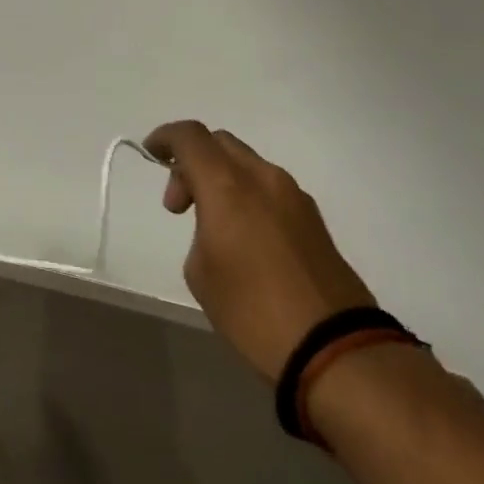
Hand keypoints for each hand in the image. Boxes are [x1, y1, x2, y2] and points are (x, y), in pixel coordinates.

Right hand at [143, 121, 376, 380]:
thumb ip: (200, 230)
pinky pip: (268, 188)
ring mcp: (294, 196)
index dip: (165, 138)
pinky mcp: (313, 218)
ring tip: (211, 226)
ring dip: (221, 180)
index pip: (190, 136)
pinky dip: (246, 196)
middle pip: (220, 143)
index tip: (151, 155)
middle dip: (192, 162)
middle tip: (179, 205)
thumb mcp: (201, 271)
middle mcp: (263, 178)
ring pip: (247, 164)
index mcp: (227, 186)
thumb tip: (217, 224)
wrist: (332, 346)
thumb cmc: (251, 310)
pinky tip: (243, 238)